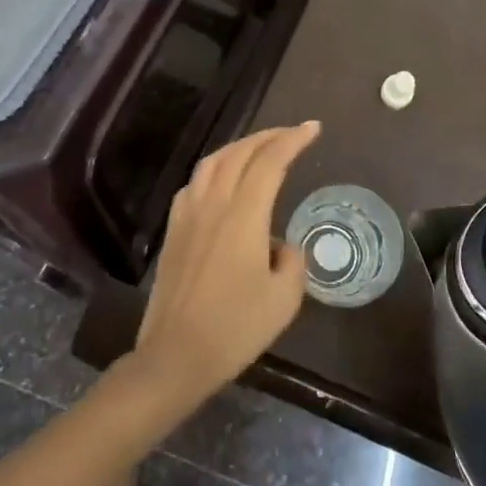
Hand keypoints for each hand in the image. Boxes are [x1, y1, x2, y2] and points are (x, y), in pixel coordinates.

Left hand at [128, 122, 320, 410]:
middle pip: (239, 154)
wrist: (175, 356)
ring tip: (259, 148)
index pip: (269, 163)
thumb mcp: (284, 299)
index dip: (292, 140)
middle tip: (291, 133)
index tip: (313, 129)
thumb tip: (280, 246)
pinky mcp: (173, 232)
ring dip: (239, 148)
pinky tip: (222, 181)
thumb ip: (292, 261)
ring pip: (212, 163)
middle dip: (268, 136)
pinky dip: (215, 169)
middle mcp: (213, 206)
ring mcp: (187, 217)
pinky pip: (194, 184)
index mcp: (243, 217)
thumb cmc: (235, 329)